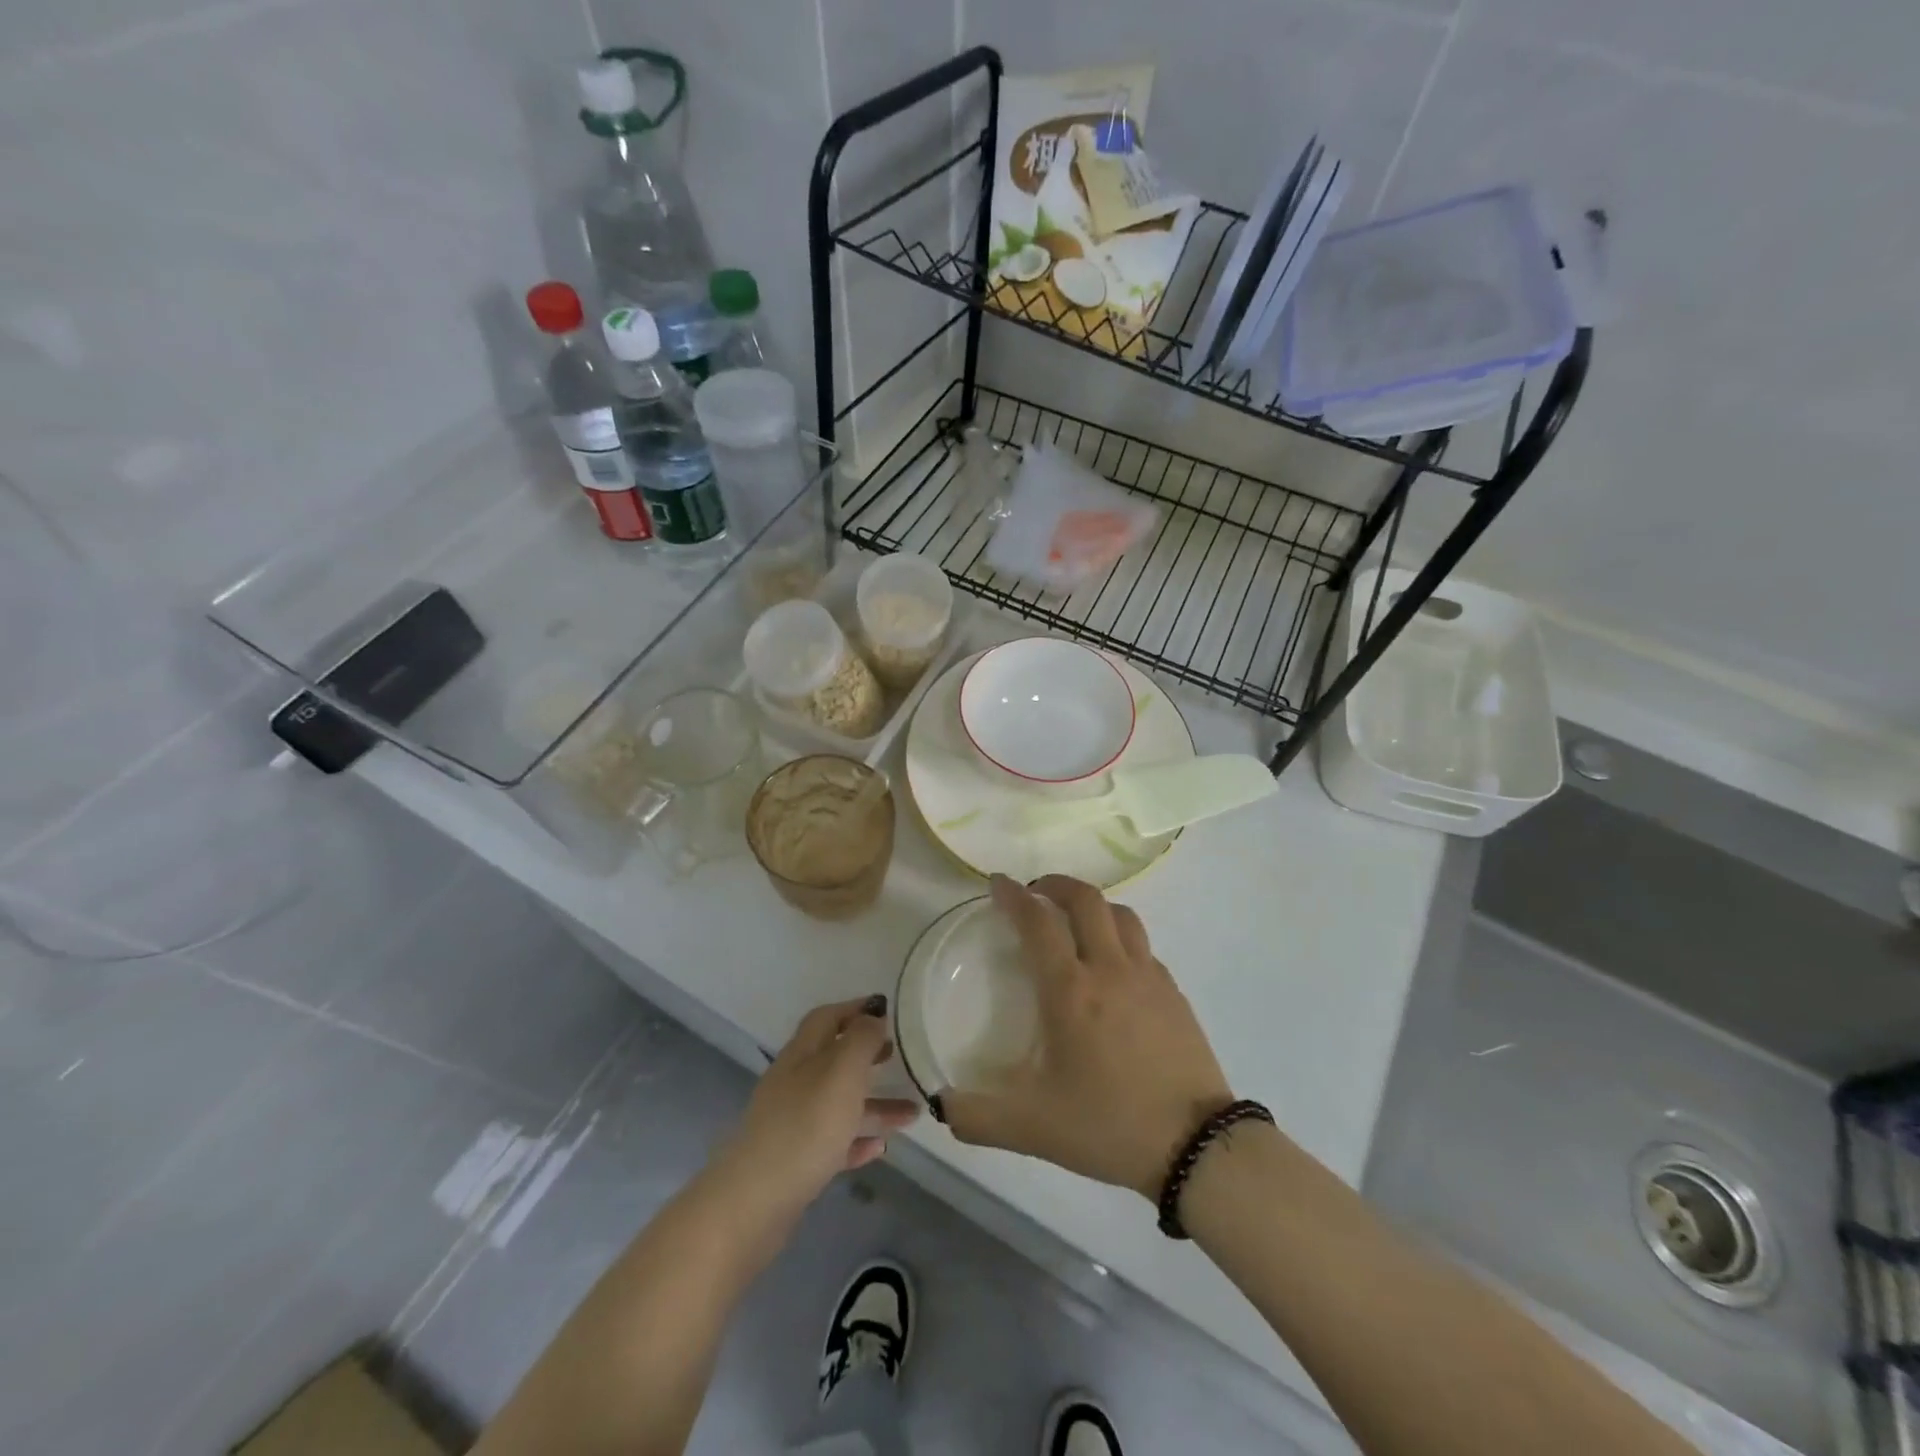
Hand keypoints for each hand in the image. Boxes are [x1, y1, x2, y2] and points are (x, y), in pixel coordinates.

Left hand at [717, 996, 919, 1214]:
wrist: (754, 1203)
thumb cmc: (805, 1126)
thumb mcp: (842, 1072)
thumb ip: (861, 1040)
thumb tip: (873, 1017)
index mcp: (802, 1054)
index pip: (827, 1017)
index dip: (855, 1009)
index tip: (888, 1011)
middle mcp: (794, 1082)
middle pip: (833, 1059)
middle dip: (867, 1055)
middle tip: (899, 1056)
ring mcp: (791, 1123)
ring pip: (838, 1103)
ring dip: (874, 1105)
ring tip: (911, 1113)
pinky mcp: (794, 1162)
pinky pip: (832, 1142)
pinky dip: (856, 1140)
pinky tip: (879, 1148)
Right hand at [934, 875, 1233, 1198]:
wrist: (1197, 1146)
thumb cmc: (1109, 1125)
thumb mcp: (1032, 1128)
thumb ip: (976, 1117)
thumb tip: (940, 1104)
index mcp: (1070, 990)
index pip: (1038, 922)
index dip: (1014, 896)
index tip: (998, 884)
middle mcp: (1109, 969)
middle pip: (1086, 899)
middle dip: (1056, 884)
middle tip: (1036, 892)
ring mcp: (1148, 977)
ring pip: (1121, 915)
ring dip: (1093, 904)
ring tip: (1076, 918)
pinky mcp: (1174, 993)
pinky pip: (1143, 945)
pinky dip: (1121, 936)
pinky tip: (1114, 965)